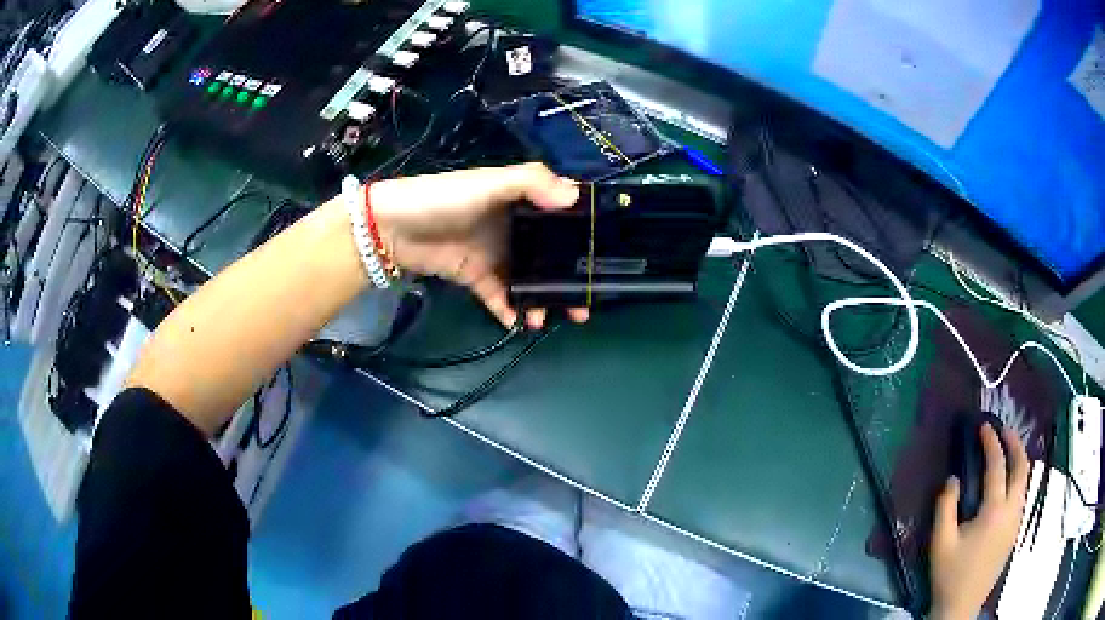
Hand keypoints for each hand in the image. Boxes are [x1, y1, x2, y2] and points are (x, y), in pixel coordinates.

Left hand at [370, 163, 589, 328]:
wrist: (392, 228)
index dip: (581, 234)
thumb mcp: (488, 182)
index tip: (603, 257)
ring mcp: (494, 252)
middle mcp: (511, 226)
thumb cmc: (443, 198)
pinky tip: (520, 322)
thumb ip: (531, 182)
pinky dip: (510, 309)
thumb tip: (575, 197)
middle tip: (583, 305)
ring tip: (549, 318)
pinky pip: (498, 295)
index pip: (558, 216)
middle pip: (548, 254)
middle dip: (567, 278)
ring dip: (541, 299)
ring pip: (528, 278)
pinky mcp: (474, 275)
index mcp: (519, 200)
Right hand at [929, 425, 1029, 619]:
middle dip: (1015, 443)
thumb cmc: (949, 576)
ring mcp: (1016, 522)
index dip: (991, 443)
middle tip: (1003, 431)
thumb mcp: (940, 543)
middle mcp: (1012, 511)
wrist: (960, 608)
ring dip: (1018, 460)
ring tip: (1007, 452)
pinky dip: (1018, 479)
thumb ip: (945, 506)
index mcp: (994, 511)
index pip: (997, 466)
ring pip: (1025, 480)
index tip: (984, 426)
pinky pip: (1022, 496)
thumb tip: (953, 478)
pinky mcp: (1014, 533)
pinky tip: (1007, 485)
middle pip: (1022, 467)